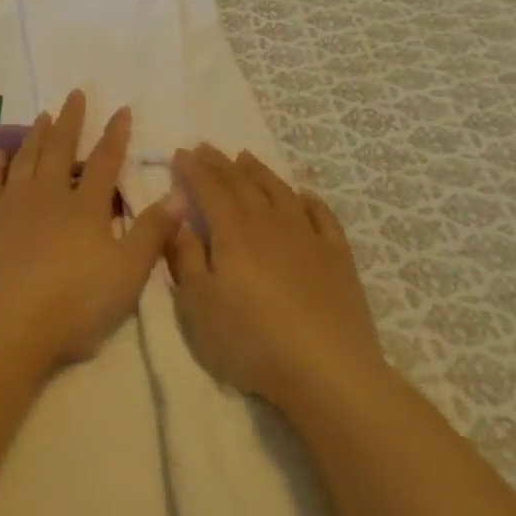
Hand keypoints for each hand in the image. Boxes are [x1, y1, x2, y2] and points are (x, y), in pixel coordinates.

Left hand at [0, 91, 178, 371]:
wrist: (2, 327)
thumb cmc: (73, 305)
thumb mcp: (127, 275)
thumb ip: (152, 233)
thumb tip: (180, 195)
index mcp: (85, 208)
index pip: (105, 162)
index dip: (115, 134)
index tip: (121, 108)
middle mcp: (48, 195)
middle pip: (61, 149)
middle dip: (72, 120)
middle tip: (75, 93)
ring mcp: (12, 205)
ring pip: (26, 158)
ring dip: (37, 134)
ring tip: (44, 114)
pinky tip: (0, 154)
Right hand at [167, 144, 381, 408]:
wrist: (326, 368)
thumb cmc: (250, 338)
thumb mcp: (199, 304)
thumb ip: (185, 257)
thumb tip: (178, 220)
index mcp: (233, 230)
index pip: (208, 188)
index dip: (192, 169)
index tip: (180, 152)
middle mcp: (270, 221)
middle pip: (242, 183)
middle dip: (220, 163)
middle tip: (205, 147)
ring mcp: (308, 236)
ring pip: (280, 191)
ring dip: (260, 172)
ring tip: (246, 157)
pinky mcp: (337, 256)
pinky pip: (322, 215)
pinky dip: (309, 199)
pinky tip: (303, 194)